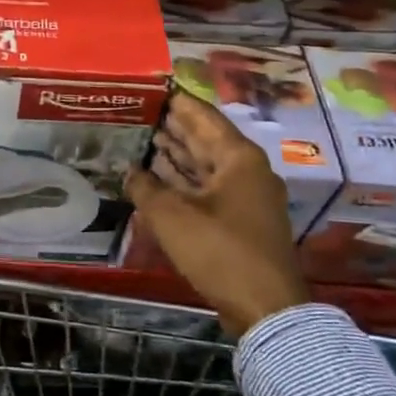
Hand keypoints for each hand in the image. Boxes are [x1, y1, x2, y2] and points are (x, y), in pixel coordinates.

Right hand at [125, 91, 307, 335]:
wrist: (265, 308)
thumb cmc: (220, 251)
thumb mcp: (171, 216)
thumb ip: (145, 187)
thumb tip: (129, 171)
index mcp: (238, 157)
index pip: (202, 115)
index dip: (175, 100)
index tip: (149, 87)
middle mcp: (246, 170)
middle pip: (204, 138)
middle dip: (171, 126)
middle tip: (138, 111)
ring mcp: (246, 196)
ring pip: (205, 164)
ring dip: (175, 153)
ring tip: (141, 138)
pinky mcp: (240, 220)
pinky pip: (207, 187)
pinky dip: (183, 180)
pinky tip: (156, 177)